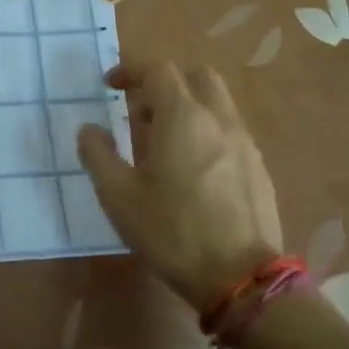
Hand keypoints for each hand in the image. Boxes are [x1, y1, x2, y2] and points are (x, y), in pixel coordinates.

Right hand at [76, 62, 282, 312]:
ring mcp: (244, 143)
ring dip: (187, 108)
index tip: (110, 86)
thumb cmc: (171, 231)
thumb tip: (89, 129)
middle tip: (140, 112)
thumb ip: (97, 154)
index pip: (158, 70)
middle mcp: (218, 119)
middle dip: (165, 84)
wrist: (241, 278)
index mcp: (182, 116)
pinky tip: (192, 171)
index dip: (130, 71)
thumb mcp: (117, 195)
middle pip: (195, 76)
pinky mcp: (258, 168)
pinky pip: (229, 132)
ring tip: (163, 145)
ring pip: (216, 104)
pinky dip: (206, 133)